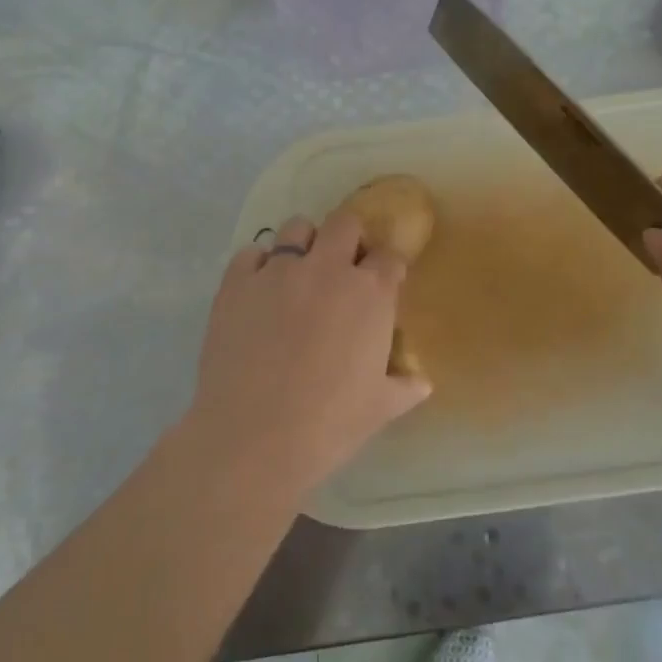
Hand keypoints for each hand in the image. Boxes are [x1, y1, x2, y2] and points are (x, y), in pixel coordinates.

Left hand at [188, 211, 430, 495]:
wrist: (254, 437)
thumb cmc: (330, 423)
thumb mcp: (381, 408)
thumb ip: (405, 387)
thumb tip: (423, 383)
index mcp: (370, 293)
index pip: (389, 257)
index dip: (387, 267)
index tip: (383, 282)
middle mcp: (327, 268)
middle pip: (345, 224)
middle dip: (349, 238)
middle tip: (342, 267)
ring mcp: (278, 270)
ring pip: (296, 228)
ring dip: (302, 244)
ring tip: (297, 273)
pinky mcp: (237, 282)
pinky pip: (250, 253)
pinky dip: (257, 266)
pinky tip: (258, 292)